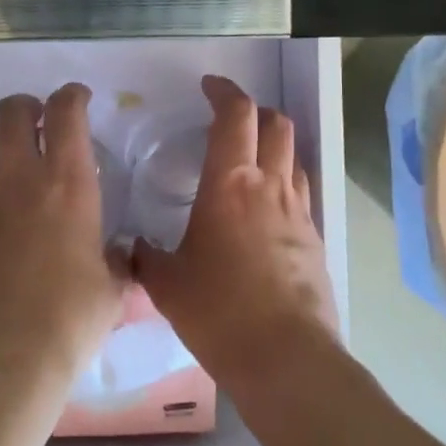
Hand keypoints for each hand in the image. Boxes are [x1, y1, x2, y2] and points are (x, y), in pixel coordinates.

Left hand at [0, 83, 126, 385]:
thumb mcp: (112, 291)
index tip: (78, 98)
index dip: (71, 96)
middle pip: (11, 113)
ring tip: (10, 160)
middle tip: (39, 120)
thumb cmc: (71, 316)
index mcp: (68, 183)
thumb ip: (118, 266)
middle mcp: (21, 180)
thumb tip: (124, 260)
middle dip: (26, 106)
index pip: (65, 113)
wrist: (1, 353)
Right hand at [132, 76, 335, 386]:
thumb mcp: (167, 284)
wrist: (286, 358)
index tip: (209, 86)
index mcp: (229, 183)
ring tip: (249, 156)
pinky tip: (265, 205)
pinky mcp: (314, 237)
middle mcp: (269, 185)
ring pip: (293, 153)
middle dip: (254, 109)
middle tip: (229, 117)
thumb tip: (131, 247)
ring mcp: (298, 210)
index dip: (224, 91)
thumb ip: (146, 257)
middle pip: (276, 123)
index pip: (235, 114)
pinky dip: (284, 179)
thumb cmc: (219, 311)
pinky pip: (301, 190)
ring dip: (273, 141)